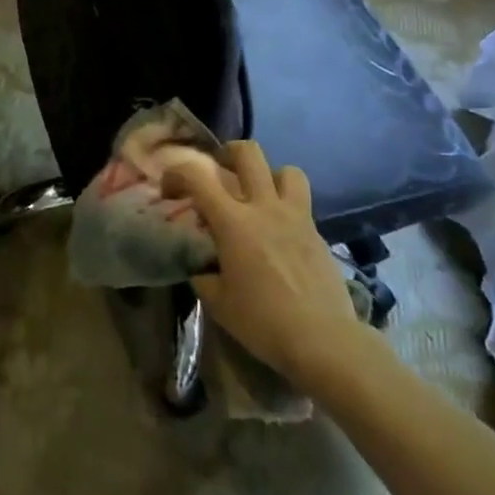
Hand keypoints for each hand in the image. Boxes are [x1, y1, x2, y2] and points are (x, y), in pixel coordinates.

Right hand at [166, 140, 373, 399]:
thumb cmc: (264, 322)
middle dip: (228, 154)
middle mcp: (264, 207)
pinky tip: (280, 234)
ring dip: (269, 176)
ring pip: (286, 170)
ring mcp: (296, 217)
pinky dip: (287, 208)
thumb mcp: (218, 302)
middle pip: (248, 153)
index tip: (170, 190)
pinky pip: (302, 203)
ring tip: (258, 196)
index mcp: (233, 221)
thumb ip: (203, 273)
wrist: (325, 341)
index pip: (197, 175)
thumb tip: (200, 263)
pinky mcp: (318, 233)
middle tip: (219, 172)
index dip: (176, 173)